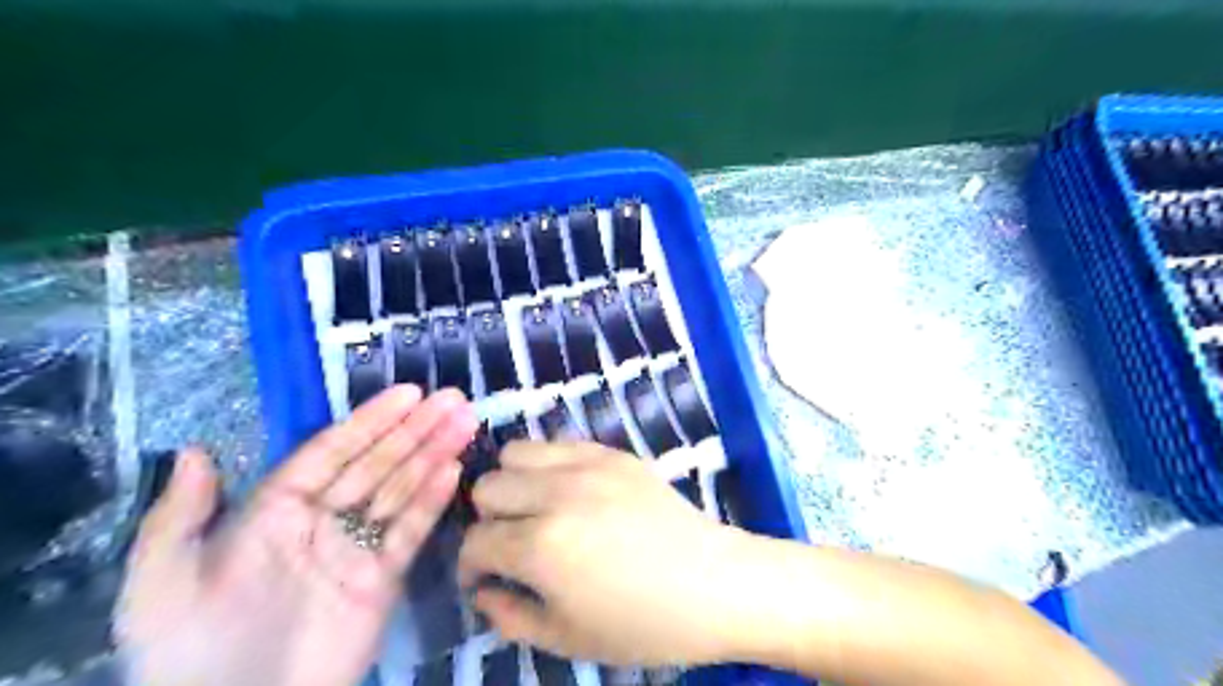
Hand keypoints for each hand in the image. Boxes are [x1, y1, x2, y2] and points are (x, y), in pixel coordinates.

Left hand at [114, 386, 477, 685]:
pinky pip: (411, 532)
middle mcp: (323, 519)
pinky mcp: (383, 578)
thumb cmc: (190, 649)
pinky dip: (432, 501)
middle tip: (453, 398)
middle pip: (376, 463)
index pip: (332, 452)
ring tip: (465, 421)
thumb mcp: (160, 583)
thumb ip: (179, 516)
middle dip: (415, 429)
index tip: (408, 394)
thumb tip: (195, 449)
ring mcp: (357, 547)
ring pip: (401, 490)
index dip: (371, 421)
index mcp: (275, 510)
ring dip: (433, 454)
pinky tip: (454, 470)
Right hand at [459, 442, 744, 665]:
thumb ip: (509, 615)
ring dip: (514, 482)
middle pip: (487, 486)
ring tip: (537, 509)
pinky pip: (559, 443)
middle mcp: (556, 494)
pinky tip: (570, 491)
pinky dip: (549, 465)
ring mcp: (588, 465)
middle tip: (514, 543)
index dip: (471, 564)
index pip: (476, 541)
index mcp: (541, 546)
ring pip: (516, 452)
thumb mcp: (568, 639)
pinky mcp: (613, 452)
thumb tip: (482, 589)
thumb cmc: (644, 624)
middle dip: (489, 520)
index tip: (485, 577)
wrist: (715, 583)